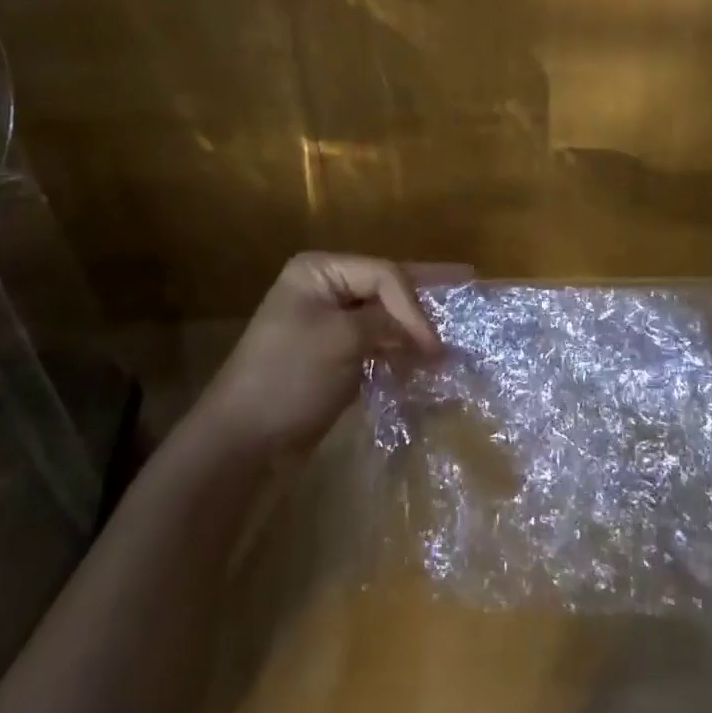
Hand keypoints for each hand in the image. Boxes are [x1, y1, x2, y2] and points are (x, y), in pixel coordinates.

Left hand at [199, 252, 443, 457]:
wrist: (243, 441)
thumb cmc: (289, 376)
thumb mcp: (342, 340)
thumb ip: (388, 324)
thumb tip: (428, 334)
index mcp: (320, 271)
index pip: (383, 274)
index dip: (414, 304)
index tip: (434, 344)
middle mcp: (325, 288)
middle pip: (386, 286)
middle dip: (425, 291)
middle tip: (468, 281)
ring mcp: (328, 324)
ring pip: (384, 316)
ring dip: (415, 325)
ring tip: (455, 324)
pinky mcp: (333, 356)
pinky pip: (375, 343)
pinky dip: (399, 349)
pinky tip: (426, 356)